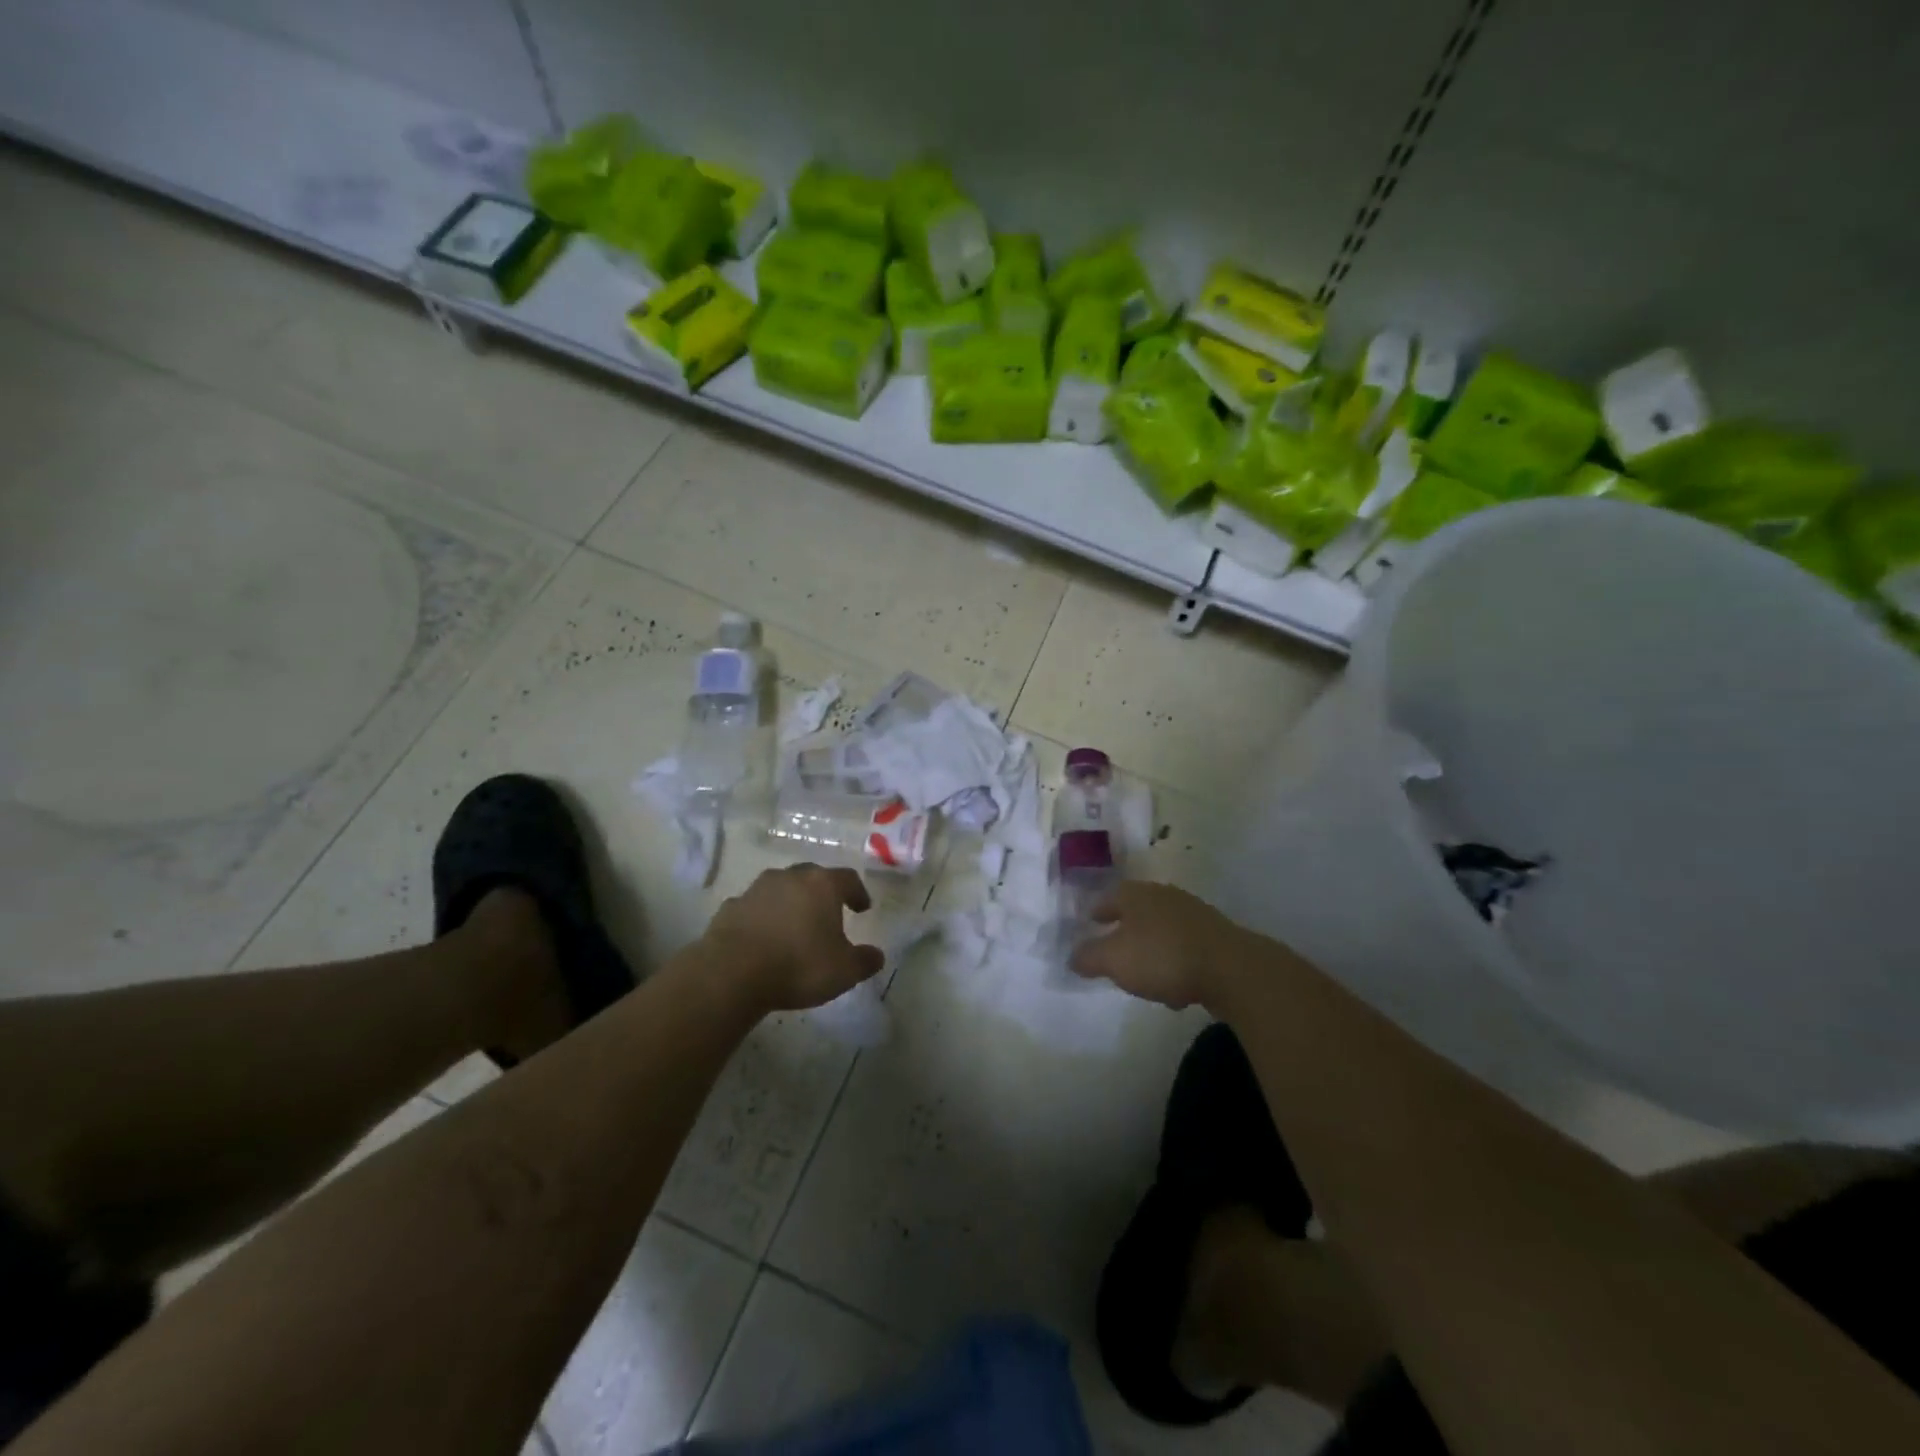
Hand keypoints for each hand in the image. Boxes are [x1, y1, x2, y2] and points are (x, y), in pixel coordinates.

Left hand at [703, 865, 885, 1012]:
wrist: (731, 973)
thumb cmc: (798, 965)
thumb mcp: (844, 971)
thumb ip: (865, 961)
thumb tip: (876, 956)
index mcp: (822, 885)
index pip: (848, 879)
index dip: (857, 892)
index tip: (862, 908)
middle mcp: (790, 877)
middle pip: (812, 876)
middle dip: (822, 892)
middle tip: (828, 912)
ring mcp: (756, 889)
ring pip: (780, 888)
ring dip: (790, 902)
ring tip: (794, 925)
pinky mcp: (730, 907)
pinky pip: (754, 907)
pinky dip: (762, 917)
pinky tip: (763, 938)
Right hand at [1070, 882, 1251, 1009]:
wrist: (1231, 969)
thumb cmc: (1162, 956)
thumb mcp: (1113, 960)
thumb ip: (1088, 957)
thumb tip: (1072, 956)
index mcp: (1136, 894)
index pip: (1109, 897)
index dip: (1097, 911)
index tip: (1089, 923)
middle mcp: (1165, 896)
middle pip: (1138, 911)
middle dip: (1125, 930)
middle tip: (1113, 949)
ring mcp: (1194, 915)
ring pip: (1163, 931)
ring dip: (1152, 950)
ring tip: (1144, 977)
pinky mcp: (1217, 938)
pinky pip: (1186, 949)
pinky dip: (1176, 964)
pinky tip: (1176, 990)